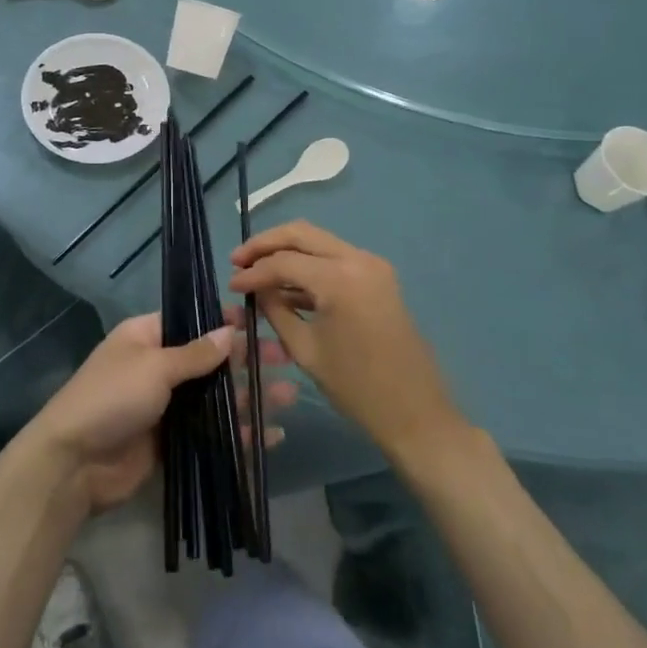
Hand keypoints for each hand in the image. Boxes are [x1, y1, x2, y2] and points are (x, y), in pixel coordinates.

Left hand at [23, 311, 295, 514]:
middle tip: (286, 359)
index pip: (193, 321)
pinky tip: (270, 436)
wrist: (73, 464)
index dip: (226, 320)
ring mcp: (167, 406)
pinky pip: (212, 432)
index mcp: (147, 336)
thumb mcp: (154, 366)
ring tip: (290, 396)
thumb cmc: (111, 398)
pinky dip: (238, 434)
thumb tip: (230, 330)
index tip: (261, 320)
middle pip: (211, 360)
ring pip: (216, 398)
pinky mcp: (173, 442)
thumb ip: (196, 353)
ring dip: (250, 397)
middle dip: (247, 361)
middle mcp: (159, 367)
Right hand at [230, 221, 462, 459]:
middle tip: (238, 260)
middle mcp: (358, 259)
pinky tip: (286, 283)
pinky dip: (309, 264)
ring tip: (256, 270)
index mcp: (340, 278)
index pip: (284, 262)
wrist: (416, 413)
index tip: (230, 285)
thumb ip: (276, 310)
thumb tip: (255, 289)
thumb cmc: (357, 388)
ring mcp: (372, 264)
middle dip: (266, 244)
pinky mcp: (378, 276)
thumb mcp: (305, 349)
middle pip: (301, 234)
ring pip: (318, 241)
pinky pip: (335, 258)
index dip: (253, 272)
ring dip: (287, 251)